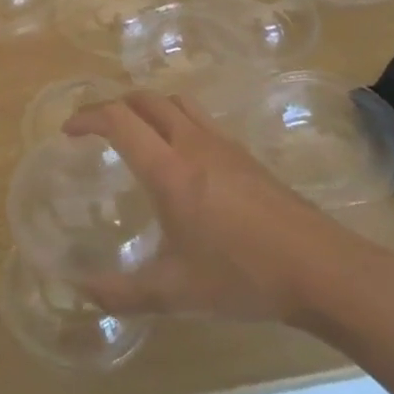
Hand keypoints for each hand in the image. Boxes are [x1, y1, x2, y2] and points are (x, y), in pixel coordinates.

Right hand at [64, 92, 358, 323]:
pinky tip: (181, 159)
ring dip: (148, 107)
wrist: (325, 271)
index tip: (68, 131)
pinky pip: (201, 120)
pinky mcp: (248, 157)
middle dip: (114, 105)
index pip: (118, 120)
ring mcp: (225, 146)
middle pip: (146, 99)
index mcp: (168, 169)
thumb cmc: (244, 276)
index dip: (87, 117)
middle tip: (97, 129)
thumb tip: (80, 292)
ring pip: (177, 103)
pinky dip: (176, 121)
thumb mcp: (175, 293)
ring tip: (135, 133)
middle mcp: (193, 145)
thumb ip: (122, 293)